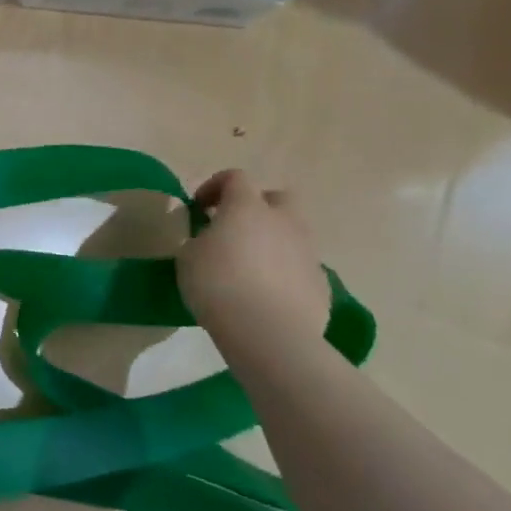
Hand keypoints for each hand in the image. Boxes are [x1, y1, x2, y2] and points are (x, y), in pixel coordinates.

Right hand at [177, 170, 330, 358]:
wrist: (268, 333)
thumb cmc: (218, 285)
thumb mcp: (188, 257)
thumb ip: (201, 239)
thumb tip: (212, 239)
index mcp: (247, 207)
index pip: (235, 178)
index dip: (215, 186)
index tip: (200, 207)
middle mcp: (283, 221)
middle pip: (278, 198)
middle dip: (258, 206)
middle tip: (236, 228)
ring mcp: (307, 253)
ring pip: (293, 234)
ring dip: (274, 241)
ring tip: (252, 267)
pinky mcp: (321, 285)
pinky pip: (301, 268)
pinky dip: (286, 273)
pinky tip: (268, 295)